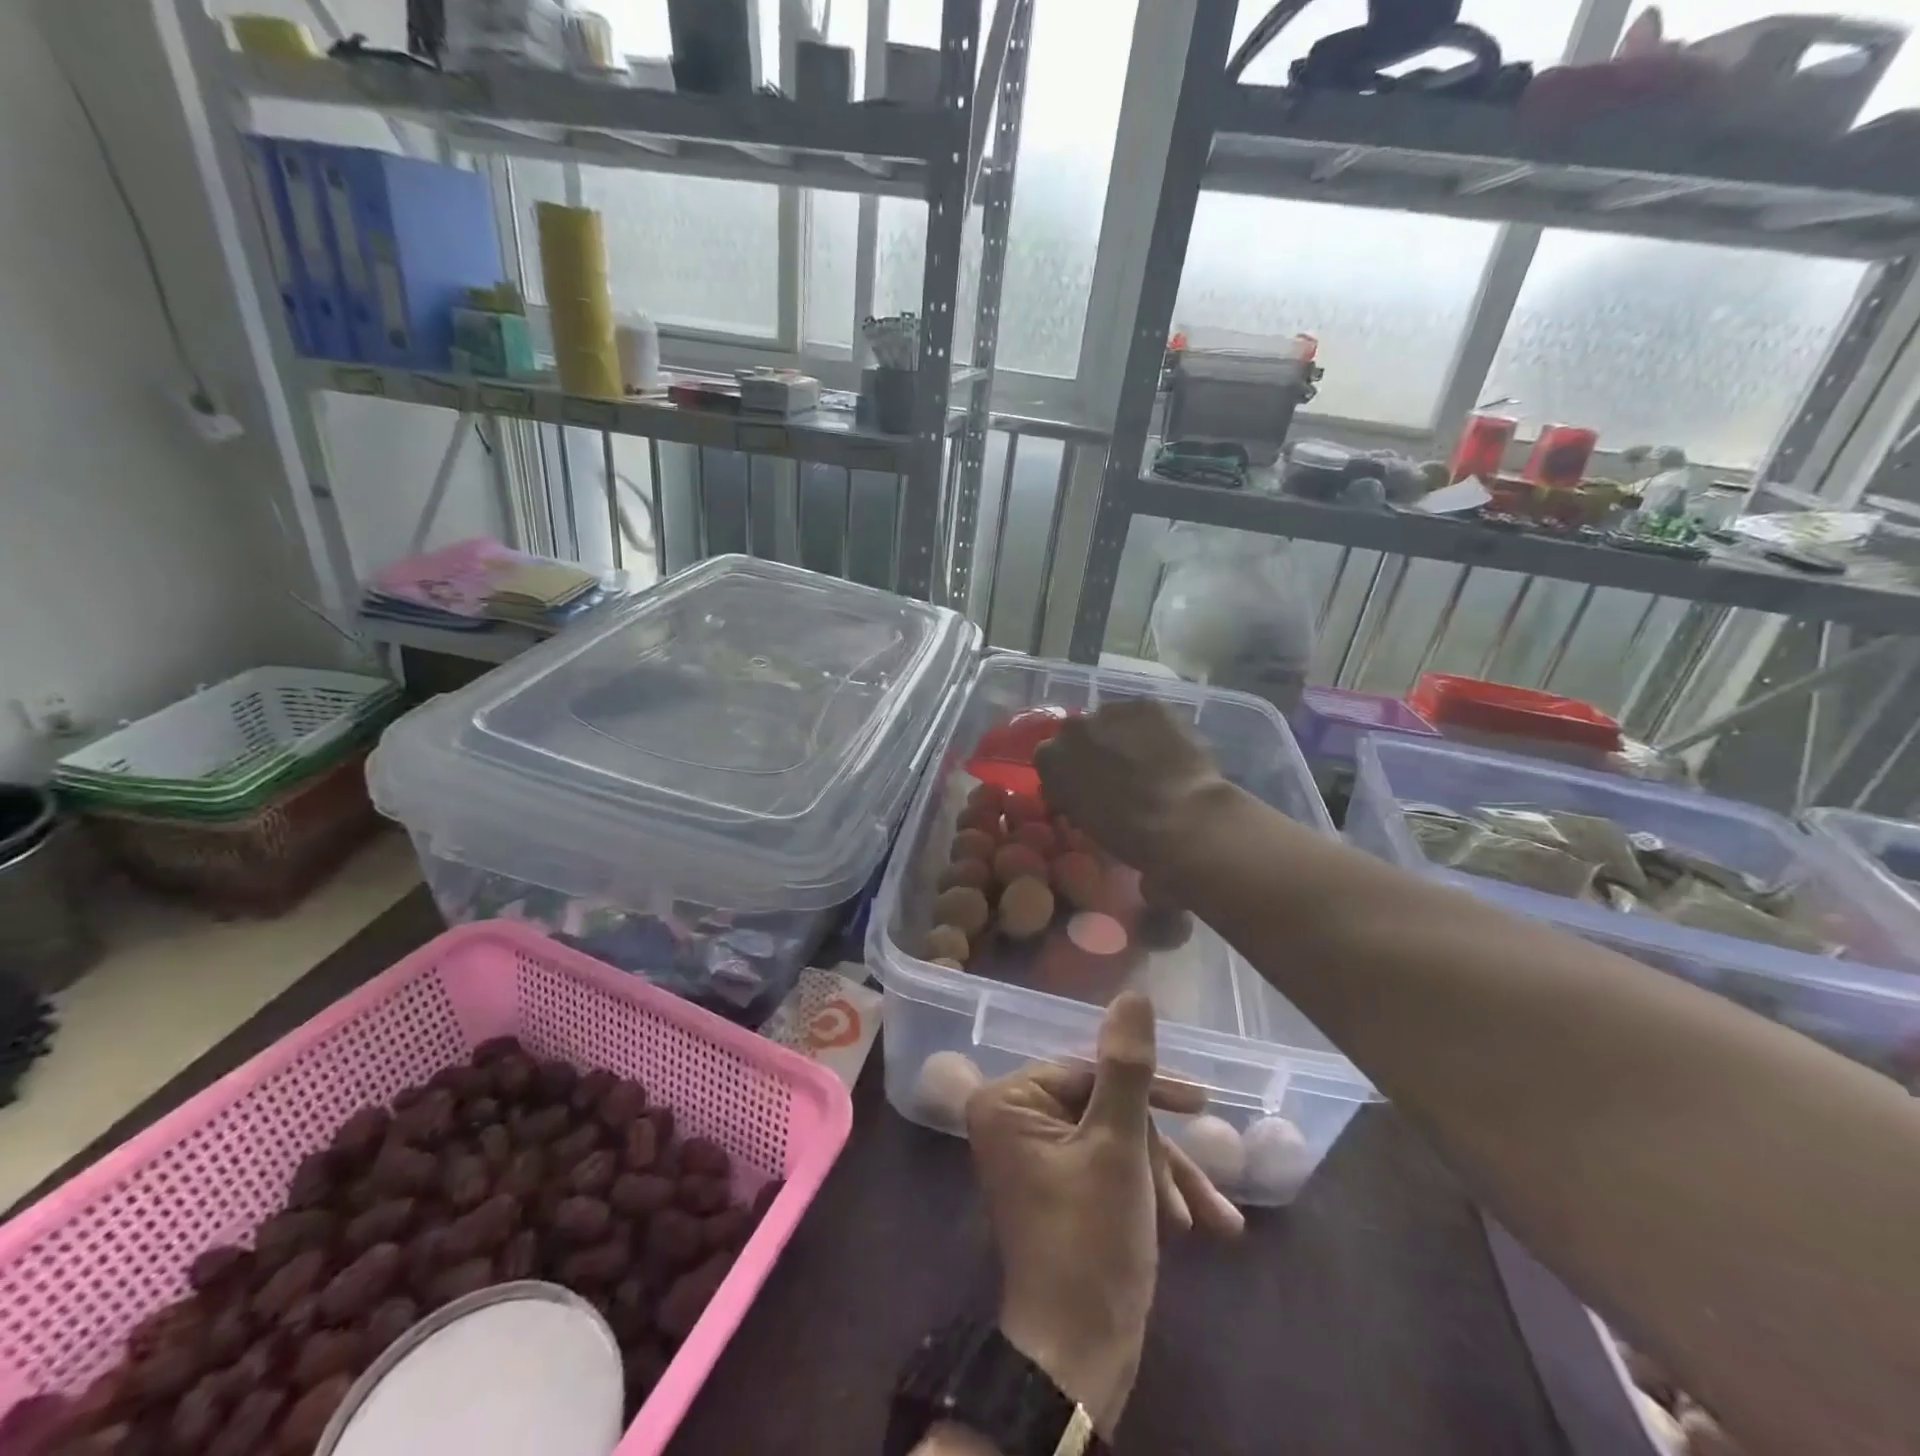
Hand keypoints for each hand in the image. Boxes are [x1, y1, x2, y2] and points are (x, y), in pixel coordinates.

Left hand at [964, 993, 1242, 1436]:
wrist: (1079, 1356)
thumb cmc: (1092, 1242)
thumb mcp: (1118, 1146)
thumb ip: (1127, 1066)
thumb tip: (1134, 994)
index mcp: (1009, 1100)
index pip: (1088, 1069)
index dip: (1147, 1087)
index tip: (1201, 1103)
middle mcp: (1013, 1119)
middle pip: (1104, 1105)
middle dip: (1158, 1147)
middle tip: (1204, 1189)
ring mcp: (1035, 1154)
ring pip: (1113, 1138)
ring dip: (1162, 1174)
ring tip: (1211, 1220)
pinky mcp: (1058, 1185)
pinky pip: (1106, 1165)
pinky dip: (1148, 1190)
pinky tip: (1194, 1224)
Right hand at [1033, 701, 1231, 881]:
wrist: (1181, 819)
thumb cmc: (1128, 836)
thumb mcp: (1084, 823)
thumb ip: (1073, 798)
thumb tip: (1079, 794)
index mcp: (1050, 759)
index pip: (1050, 758)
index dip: (1068, 772)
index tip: (1084, 788)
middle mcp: (1073, 727)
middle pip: (1079, 733)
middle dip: (1093, 749)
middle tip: (1117, 773)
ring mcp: (1111, 710)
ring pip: (1113, 721)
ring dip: (1123, 736)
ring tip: (1148, 762)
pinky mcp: (1149, 704)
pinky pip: (1145, 715)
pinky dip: (1153, 729)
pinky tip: (1169, 750)